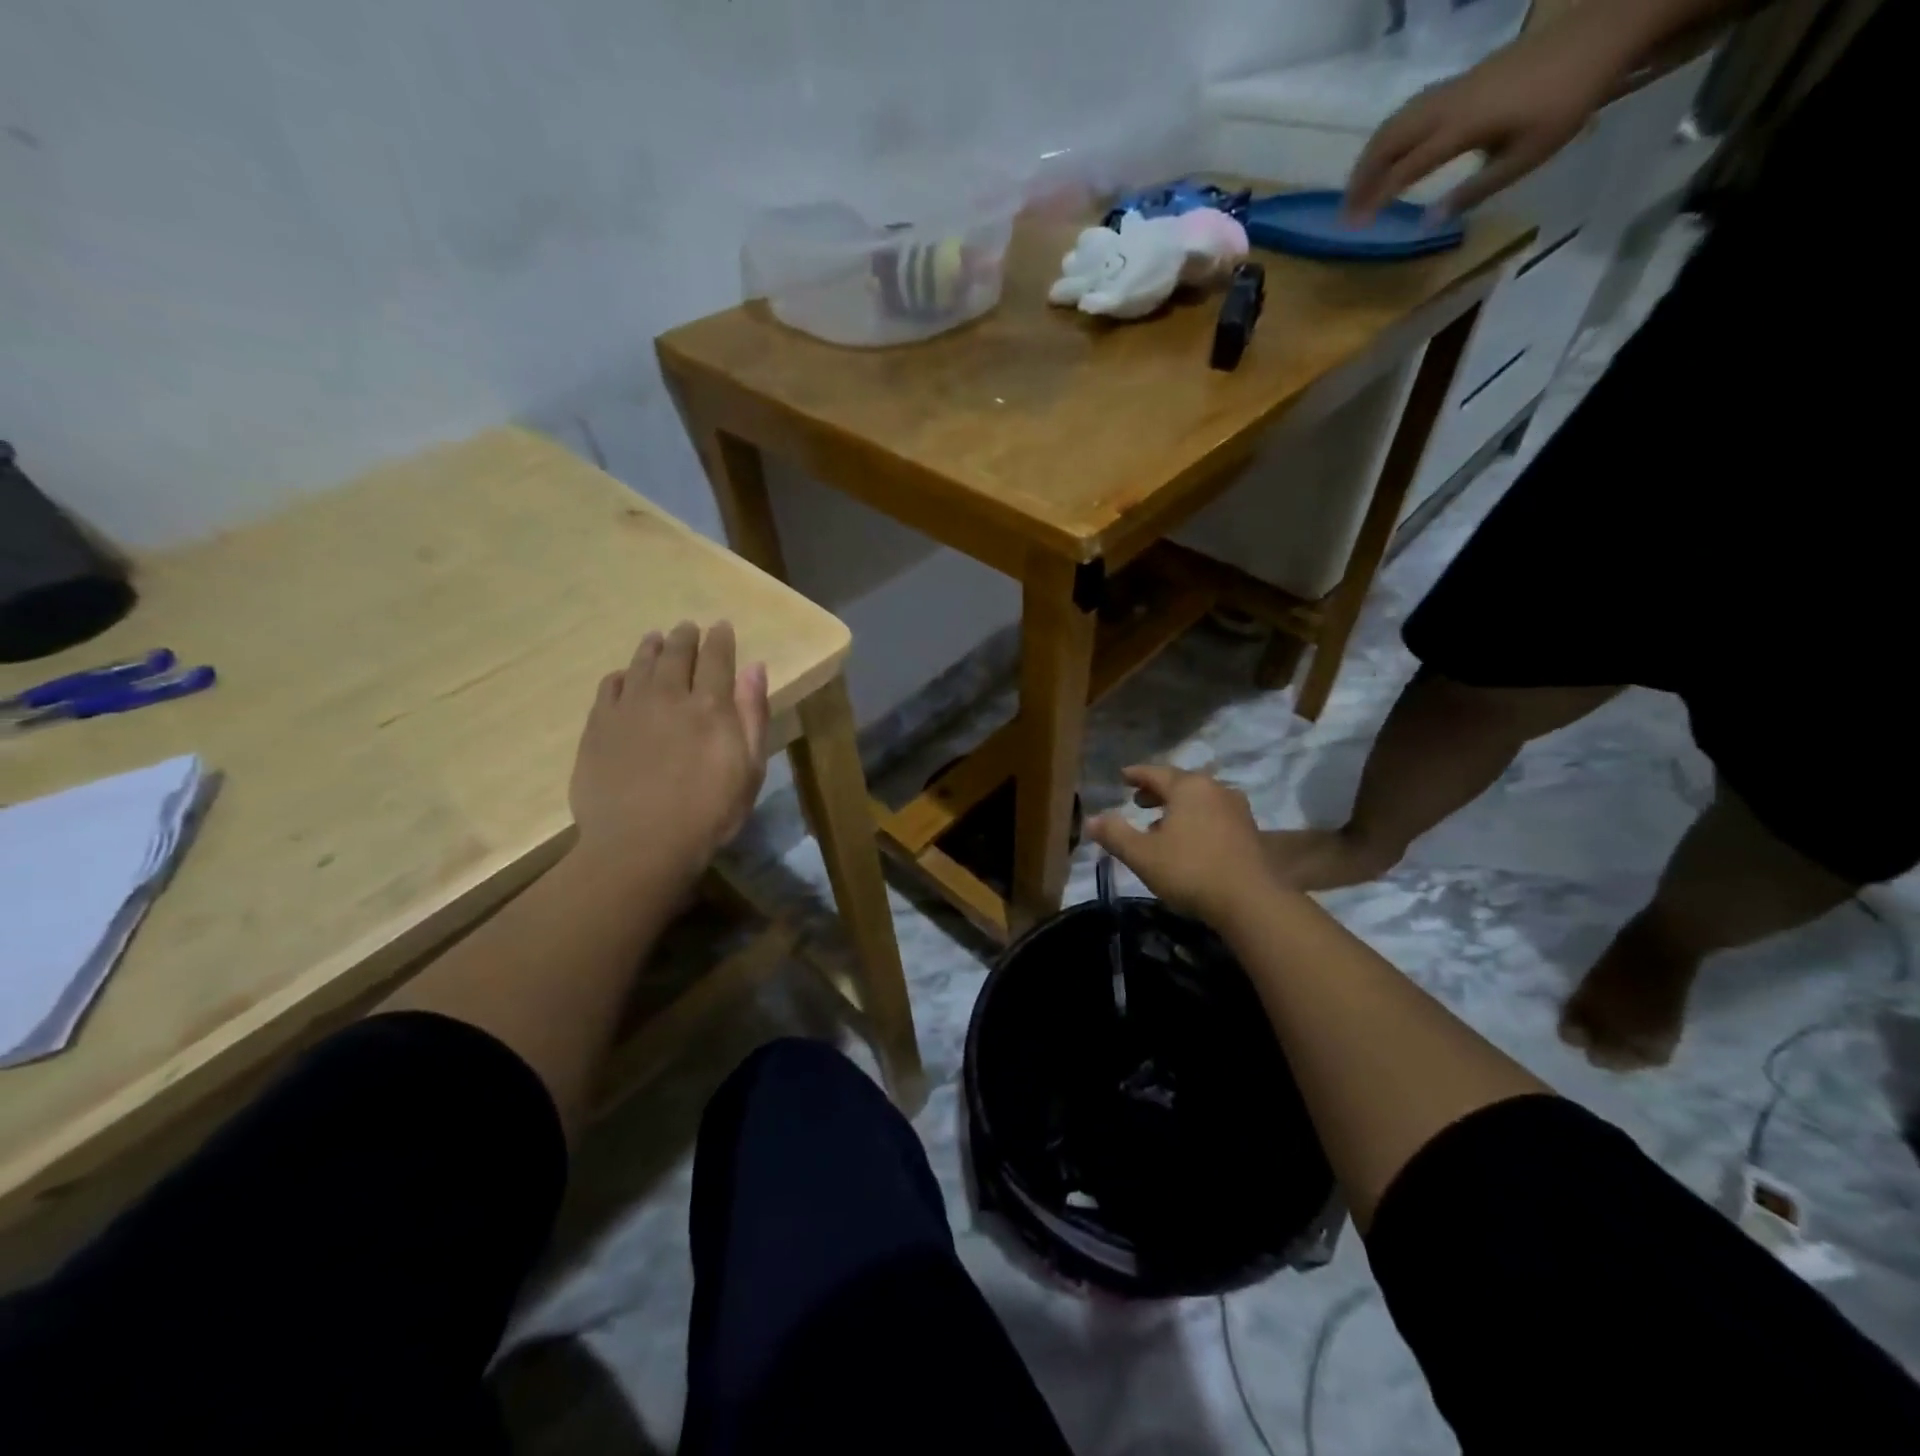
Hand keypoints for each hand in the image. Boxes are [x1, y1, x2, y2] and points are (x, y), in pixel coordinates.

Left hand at [569, 621, 769, 885]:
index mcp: (710, 706)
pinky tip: (624, 677)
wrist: (640, 845)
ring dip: (651, 648)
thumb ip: (752, 715)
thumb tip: (754, 668)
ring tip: (656, 638)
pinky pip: (609, 688)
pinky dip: (620, 676)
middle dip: (685, 637)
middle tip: (687, 626)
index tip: (721, 626)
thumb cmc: (709, 813)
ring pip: (641, 665)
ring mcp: (628, 709)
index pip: (717, 659)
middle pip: (677, 654)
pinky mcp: (598, 727)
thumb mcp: (750, 769)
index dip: (721, 640)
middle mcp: (669, 696)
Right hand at [1086, 765, 1274, 924]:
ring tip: (1160, 824)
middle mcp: (1215, 789)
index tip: (1122, 776)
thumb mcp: (1142, 854)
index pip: (1156, 773)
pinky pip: (1214, 816)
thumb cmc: (1190, 870)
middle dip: (1157, 792)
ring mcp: (1236, 809)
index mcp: (1188, 787)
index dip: (1136, 775)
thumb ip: (1115, 834)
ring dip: (1178, 808)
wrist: (1251, 901)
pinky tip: (1188, 841)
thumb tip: (1091, 819)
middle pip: (1180, 784)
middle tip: (1138, 800)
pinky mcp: (1250, 832)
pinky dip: (1196, 820)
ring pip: (1199, 801)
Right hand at [1344, 27, 1620, 222]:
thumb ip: (1474, 191)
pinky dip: (1387, 137)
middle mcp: (1447, 106)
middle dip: (1361, 179)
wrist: (1601, 32)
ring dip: (1369, 158)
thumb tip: (1428, 222)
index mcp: (1461, 128)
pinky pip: (1408, 112)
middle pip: (1388, 143)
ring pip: (1394, 124)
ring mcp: (1451, 89)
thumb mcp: (1526, 156)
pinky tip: (1387, 154)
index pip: (1403, 170)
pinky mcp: (1459, 82)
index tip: (1354, 227)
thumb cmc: (1568, 100)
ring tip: (1357, 187)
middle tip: (1345, 211)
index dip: (1375, 200)